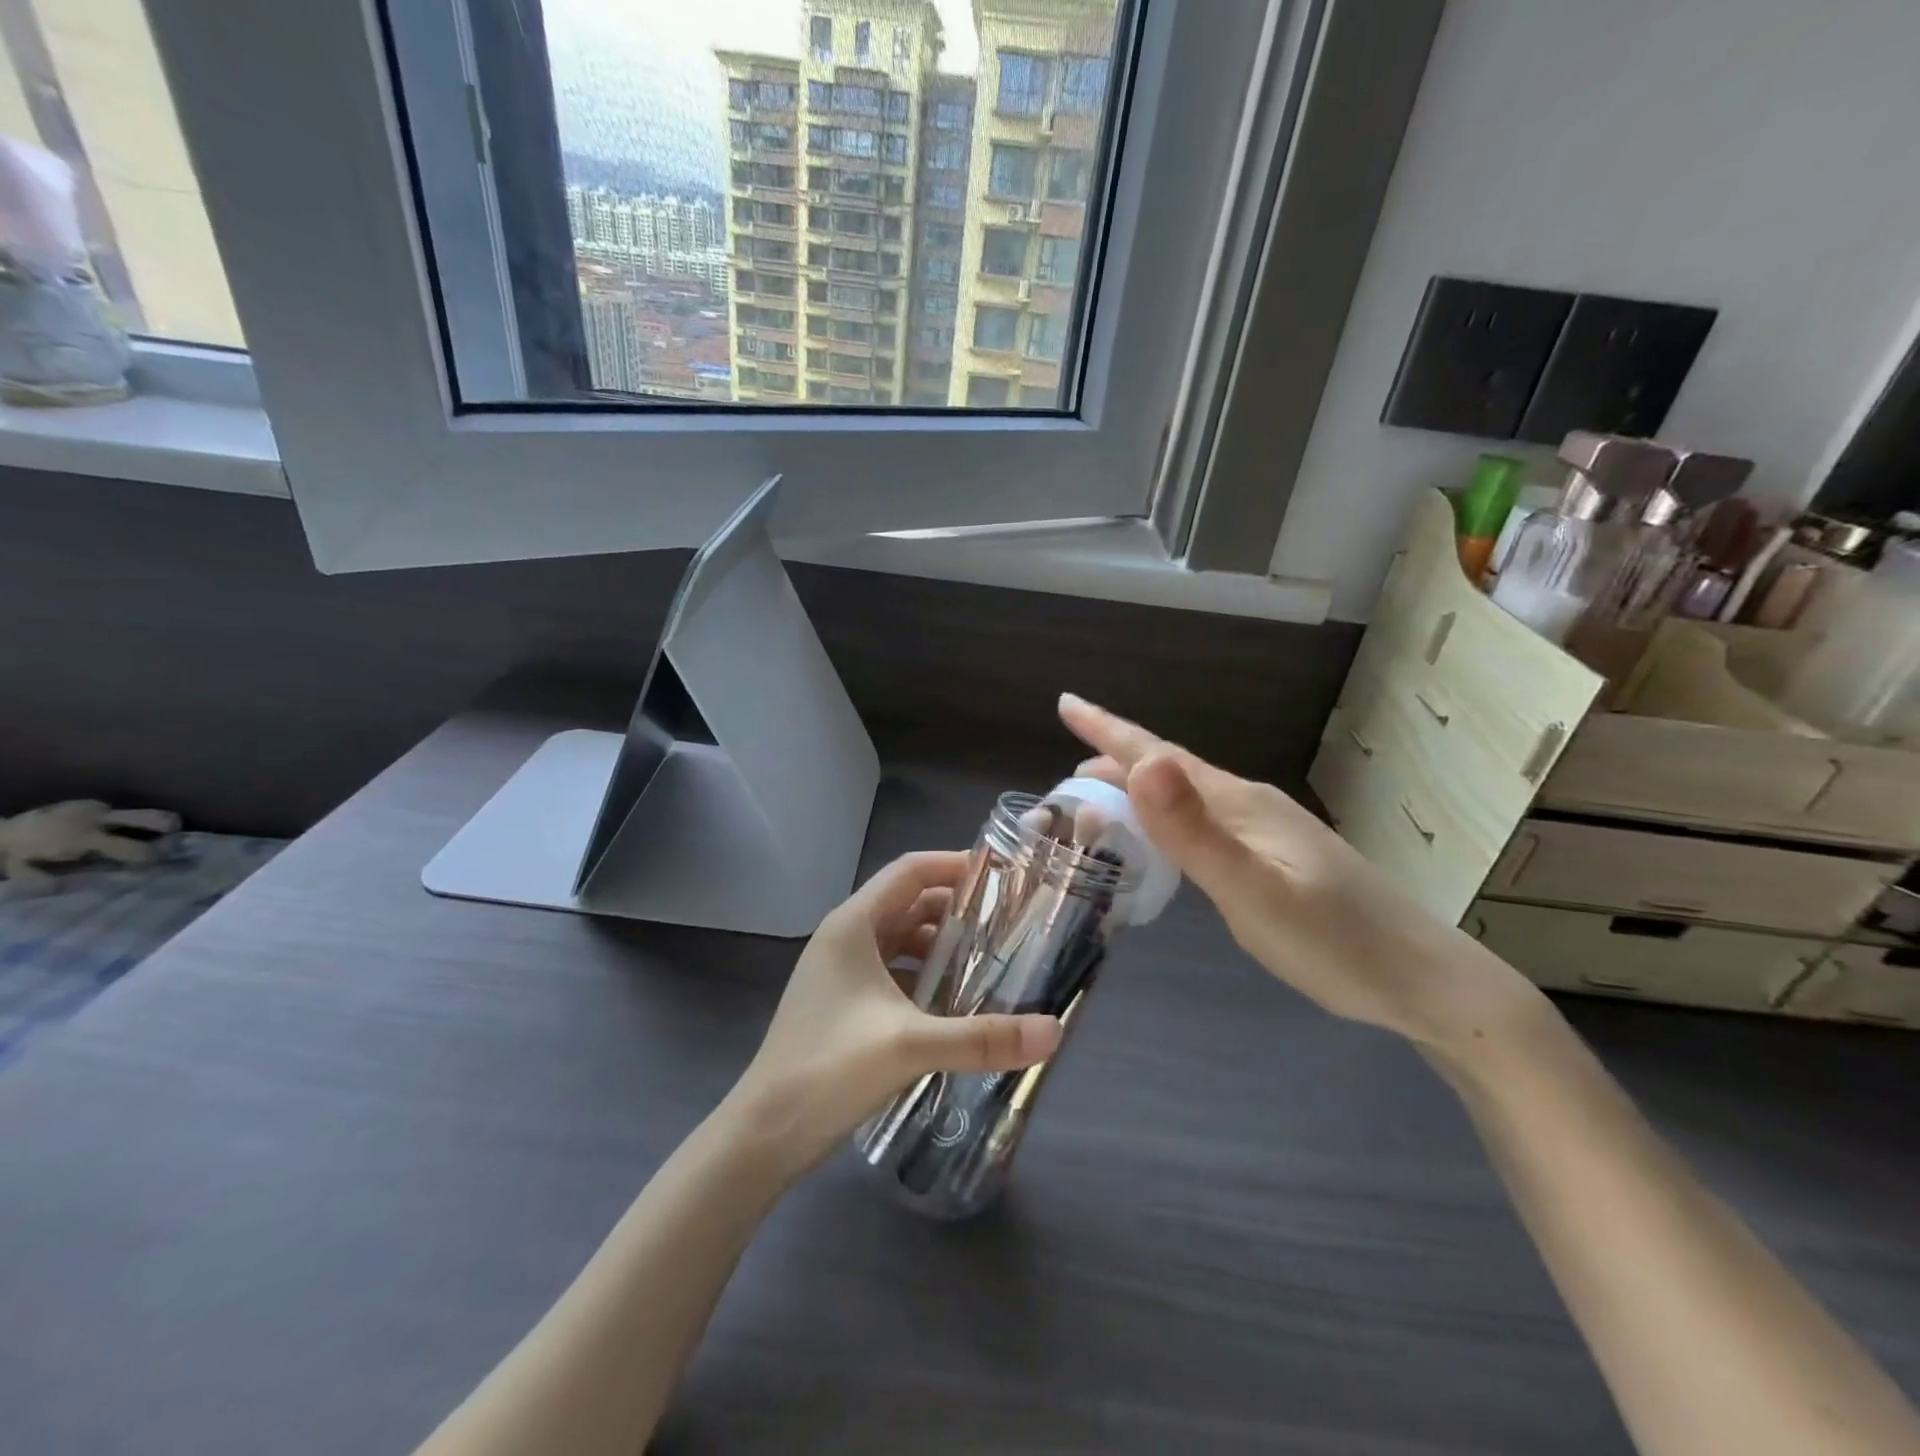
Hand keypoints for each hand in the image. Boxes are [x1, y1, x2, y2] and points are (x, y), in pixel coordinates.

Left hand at [725, 851, 1062, 1176]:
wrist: (763, 1135)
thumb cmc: (828, 1070)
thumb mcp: (910, 1046)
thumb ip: (982, 1037)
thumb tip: (1054, 1030)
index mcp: (853, 925)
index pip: (909, 871)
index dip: (954, 865)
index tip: (1002, 876)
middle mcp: (845, 938)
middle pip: (909, 903)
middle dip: (957, 909)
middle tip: (1009, 921)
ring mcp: (842, 972)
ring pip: (901, 939)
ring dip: (941, 945)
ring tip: (991, 960)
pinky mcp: (844, 1004)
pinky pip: (893, 972)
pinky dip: (925, 976)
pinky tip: (955, 1002)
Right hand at [1059, 694, 1538, 1051]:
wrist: (1423, 982)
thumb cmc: (1333, 943)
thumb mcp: (1252, 892)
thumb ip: (1194, 832)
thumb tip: (1142, 762)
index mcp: (1237, 802)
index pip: (1158, 753)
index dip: (1108, 729)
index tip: (1065, 702)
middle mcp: (1249, 804)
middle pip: (1169, 769)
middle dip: (1114, 762)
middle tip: (1065, 777)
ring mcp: (1266, 829)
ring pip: (1186, 795)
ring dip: (1139, 791)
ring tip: (1099, 800)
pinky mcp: (1275, 855)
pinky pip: (1204, 820)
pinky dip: (1167, 818)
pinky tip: (1165, 838)